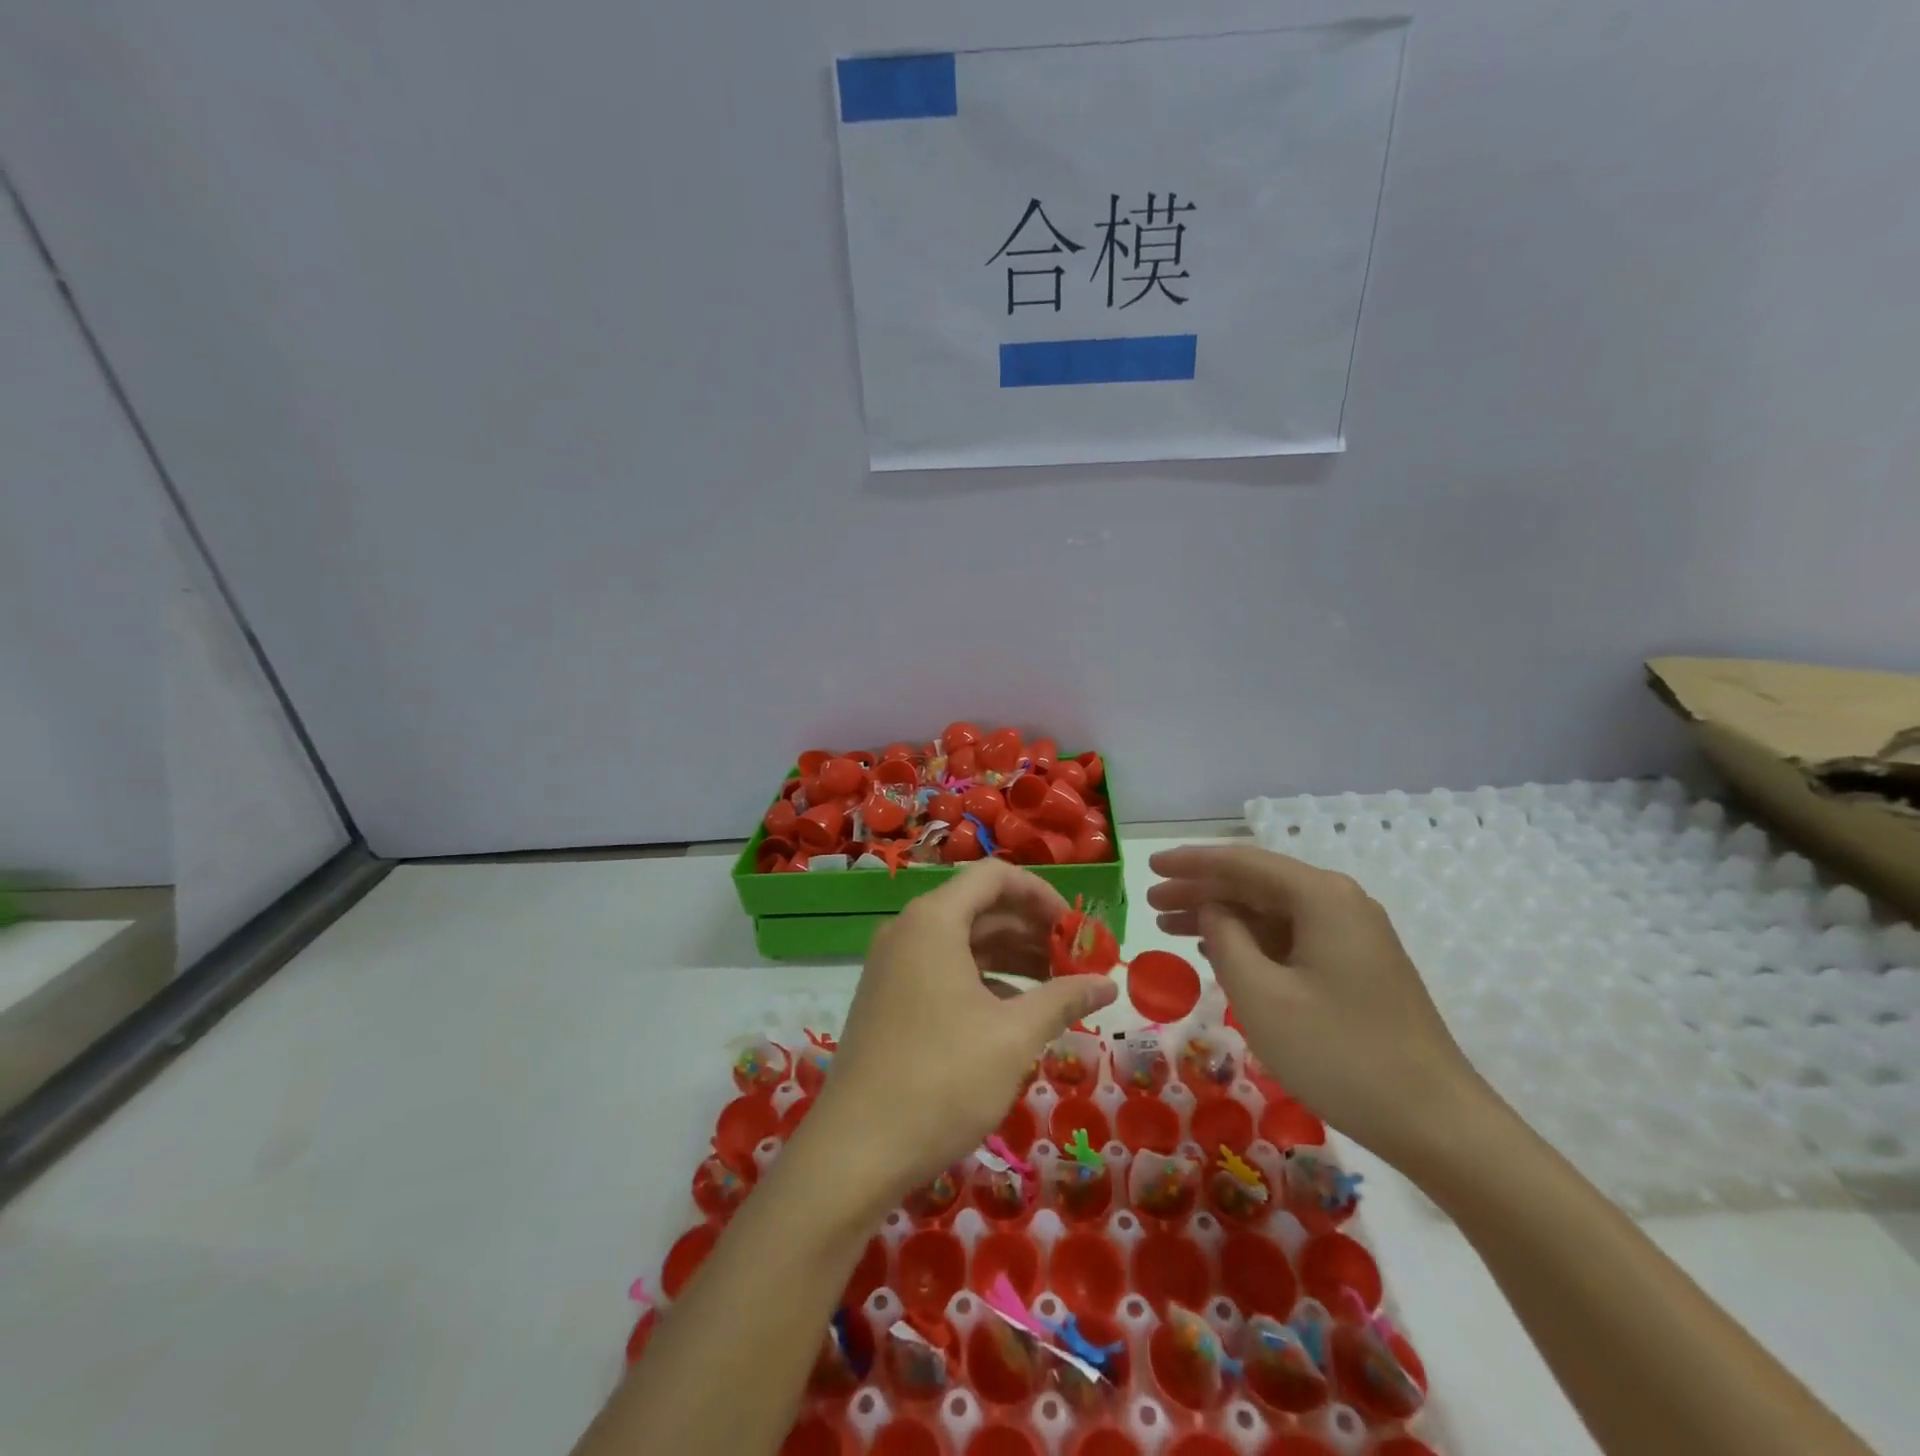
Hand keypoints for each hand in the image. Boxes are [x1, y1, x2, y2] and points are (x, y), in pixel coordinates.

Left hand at [808, 859, 1117, 1205]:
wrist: (856, 1150)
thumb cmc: (942, 1079)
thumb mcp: (1014, 1037)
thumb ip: (1064, 999)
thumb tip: (1108, 984)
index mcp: (933, 921)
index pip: (994, 877)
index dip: (1041, 894)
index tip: (1076, 928)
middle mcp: (908, 930)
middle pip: (979, 908)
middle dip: (1031, 930)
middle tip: (1075, 962)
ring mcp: (893, 965)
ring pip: (961, 942)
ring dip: (1010, 957)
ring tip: (1056, 988)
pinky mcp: (888, 998)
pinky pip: (943, 969)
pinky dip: (982, 980)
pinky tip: (1015, 1013)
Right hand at [1147, 844, 1483, 1165]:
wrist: (1437, 1123)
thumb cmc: (1339, 1053)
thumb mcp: (1261, 995)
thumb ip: (1225, 939)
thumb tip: (1211, 910)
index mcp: (1320, 897)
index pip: (1242, 862)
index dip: (1191, 862)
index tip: (1148, 866)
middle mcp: (1340, 902)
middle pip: (1256, 883)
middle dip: (1201, 890)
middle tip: (1153, 904)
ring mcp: (1353, 935)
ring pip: (1272, 911)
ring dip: (1222, 916)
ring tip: (1173, 927)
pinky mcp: (1357, 966)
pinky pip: (1291, 937)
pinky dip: (1250, 941)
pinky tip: (1220, 953)